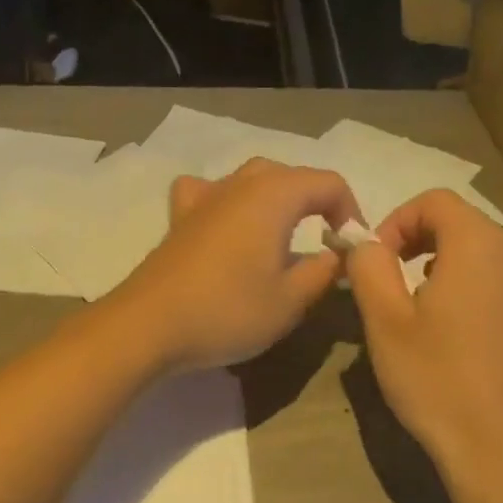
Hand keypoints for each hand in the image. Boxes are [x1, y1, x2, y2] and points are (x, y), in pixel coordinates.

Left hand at [111, 159, 359, 372]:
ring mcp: (205, 197)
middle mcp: (240, 184)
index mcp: (274, 195)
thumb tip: (336, 255)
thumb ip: (323, 272)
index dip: (350, 212)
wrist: (149, 325)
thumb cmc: (228, 310)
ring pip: (251, 179)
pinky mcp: (180, 217)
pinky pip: (209, 192)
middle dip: (316, 204)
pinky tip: (225, 222)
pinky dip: (226, 200)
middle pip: (291, 176)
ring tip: (283, 234)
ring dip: (276, 199)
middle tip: (324, 244)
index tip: (352, 250)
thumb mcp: (291, 301)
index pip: (329, 184)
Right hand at [346, 190, 502, 489]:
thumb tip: (365, 242)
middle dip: (423, 242)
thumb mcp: (384, 320)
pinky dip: (489, 290)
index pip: (435, 202)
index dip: (397, 221)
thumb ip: (369, 265)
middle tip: (395, 281)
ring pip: (493, 254)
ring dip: (456, 265)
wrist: (502, 449)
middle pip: (466, 224)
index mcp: (480, 243)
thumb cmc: (436, 379)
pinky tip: (473, 328)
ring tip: (431, 305)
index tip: (376, 260)